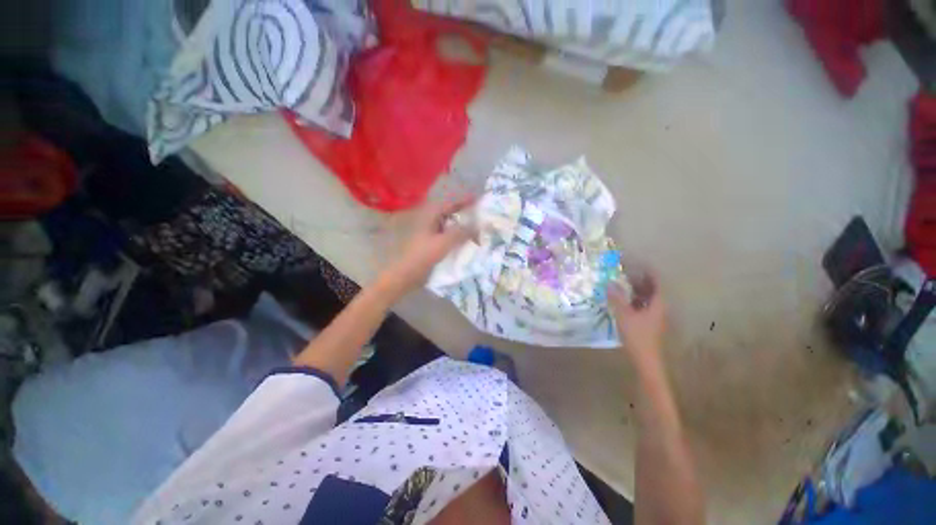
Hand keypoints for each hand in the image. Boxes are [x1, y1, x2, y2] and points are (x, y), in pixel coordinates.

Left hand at [380, 197, 475, 295]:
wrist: (406, 274)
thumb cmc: (423, 255)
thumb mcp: (444, 242)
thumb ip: (461, 232)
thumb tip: (477, 225)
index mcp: (431, 216)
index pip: (450, 204)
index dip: (464, 201)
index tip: (479, 200)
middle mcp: (431, 222)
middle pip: (451, 214)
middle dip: (465, 215)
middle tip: (481, 217)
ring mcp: (431, 233)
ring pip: (450, 227)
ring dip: (462, 228)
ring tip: (478, 230)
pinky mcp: (432, 244)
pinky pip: (448, 237)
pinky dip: (458, 238)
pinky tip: (467, 243)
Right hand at [609, 273, 666, 369]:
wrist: (645, 359)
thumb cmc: (637, 335)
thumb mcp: (624, 315)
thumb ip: (617, 298)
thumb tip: (610, 283)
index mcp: (657, 304)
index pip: (657, 284)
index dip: (649, 273)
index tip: (639, 264)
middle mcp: (659, 309)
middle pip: (653, 291)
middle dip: (641, 281)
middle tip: (627, 273)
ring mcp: (655, 317)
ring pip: (647, 299)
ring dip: (637, 291)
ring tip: (623, 285)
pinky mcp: (649, 324)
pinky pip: (643, 307)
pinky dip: (635, 301)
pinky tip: (624, 302)